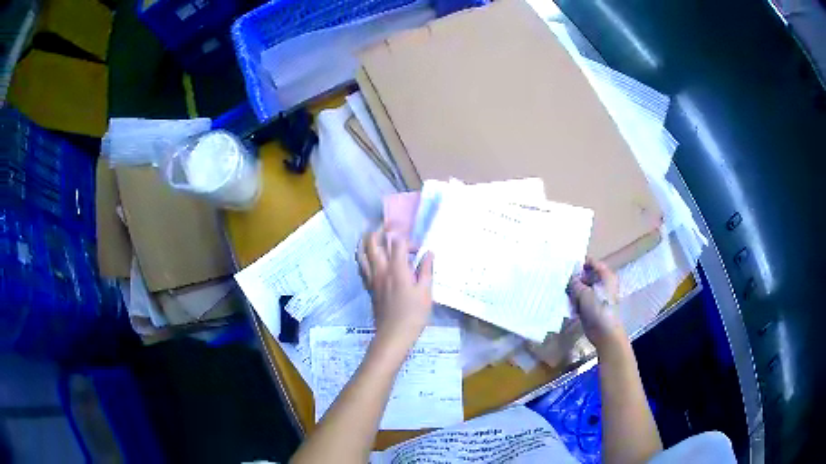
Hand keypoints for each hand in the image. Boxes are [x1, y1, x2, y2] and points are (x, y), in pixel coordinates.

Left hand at [357, 228, 434, 350]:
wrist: (394, 334)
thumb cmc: (414, 314)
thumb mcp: (425, 292)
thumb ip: (425, 270)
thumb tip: (429, 253)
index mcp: (397, 269)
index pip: (397, 243)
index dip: (408, 240)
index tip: (419, 249)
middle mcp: (381, 269)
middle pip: (373, 242)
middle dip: (380, 231)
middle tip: (390, 229)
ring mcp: (372, 278)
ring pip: (362, 253)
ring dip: (367, 241)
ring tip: (374, 237)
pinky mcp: (369, 287)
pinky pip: (362, 266)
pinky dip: (364, 257)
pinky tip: (370, 258)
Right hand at [568, 258, 623, 350]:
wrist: (605, 332)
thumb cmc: (598, 309)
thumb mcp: (584, 293)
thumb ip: (575, 283)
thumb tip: (568, 277)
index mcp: (606, 276)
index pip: (592, 263)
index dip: (580, 263)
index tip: (566, 264)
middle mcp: (602, 283)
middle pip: (586, 275)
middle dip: (574, 277)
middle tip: (559, 277)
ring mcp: (597, 295)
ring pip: (582, 288)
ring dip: (573, 289)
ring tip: (559, 287)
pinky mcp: (591, 306)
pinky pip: (581, 299)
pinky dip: (574, 299)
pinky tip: (563, 299)